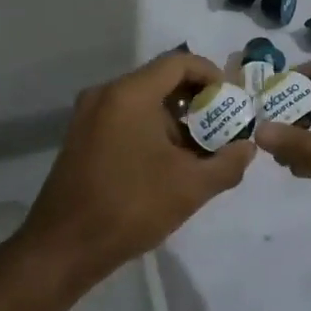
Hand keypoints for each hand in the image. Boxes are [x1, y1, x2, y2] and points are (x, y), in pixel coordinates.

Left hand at [21, 51, 254, 290]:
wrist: (63, 248)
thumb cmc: (130, 207)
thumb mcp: (190, 187)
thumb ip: (227, 163)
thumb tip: (247, 147)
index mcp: (130, 94)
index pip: (179, 62)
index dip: (212, 75)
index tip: (232, 101)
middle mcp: (106, 93)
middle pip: (161, 79)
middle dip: (196, 100)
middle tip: (223, 125)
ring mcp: (89, 114)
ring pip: (143, 101)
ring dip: (175, 118)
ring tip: (201, 149)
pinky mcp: (82, 136)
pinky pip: (125, 117)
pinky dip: (151, 128)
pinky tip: (169, 161)